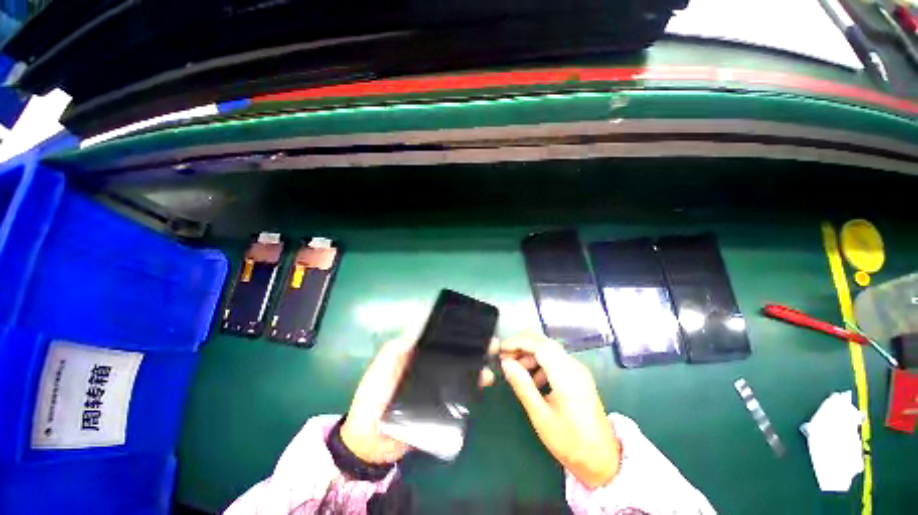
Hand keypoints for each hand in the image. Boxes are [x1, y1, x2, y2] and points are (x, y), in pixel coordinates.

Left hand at [341, 335, 495, 464]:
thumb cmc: (373, 396)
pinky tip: (483, 382)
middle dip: (472, 348)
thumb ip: (397, 348)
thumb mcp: (381, 366)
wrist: (371, 441)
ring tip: (490, 363)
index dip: (455, 333)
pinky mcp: (440, 407)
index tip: (472, 326)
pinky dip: (472, 387)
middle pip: (453, 355)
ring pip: (460, 373)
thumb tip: (419, 327)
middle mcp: (429, 369)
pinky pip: (459, 394)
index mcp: (416, 356)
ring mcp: (436, 388)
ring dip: (476, 367)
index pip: (439, 341)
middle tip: (491, 344)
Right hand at [500, 333, 619, 488]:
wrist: (603, 461)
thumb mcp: (541, 416)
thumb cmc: (570, 443)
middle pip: (544, 342)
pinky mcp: (578, 376)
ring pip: (549, 349)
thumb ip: (522, 386)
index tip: (500, 350)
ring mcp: (578, 370)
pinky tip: (532, 379)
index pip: (539, 345)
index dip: (517, 342)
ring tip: (515, 369)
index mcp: (567, 376)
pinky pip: (555, 359)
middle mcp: (574, 367)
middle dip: (521, 345)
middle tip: (504, 357)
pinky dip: (539, 362)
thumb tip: (506, 363)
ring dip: (529, 353)